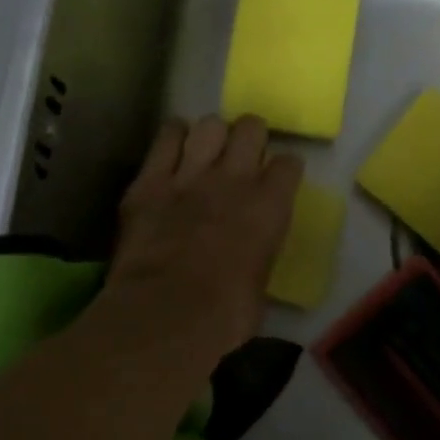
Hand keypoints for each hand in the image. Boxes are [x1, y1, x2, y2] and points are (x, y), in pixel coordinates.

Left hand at [101, 115, 302, 359]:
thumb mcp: (260, 283)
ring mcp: (190, 175)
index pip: (289, 164)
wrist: (167, 314)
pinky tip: (172, 147)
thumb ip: (259, 252)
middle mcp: (235, 179)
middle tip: (242, 154)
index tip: (278, 179)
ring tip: (205, 150)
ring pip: (209, 125)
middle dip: (250, 137)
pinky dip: (172, 138)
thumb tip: (249, 254)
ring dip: (211, 135)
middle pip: (251, 128)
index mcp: (270, 206)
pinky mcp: (150, 181)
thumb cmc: (226, 314)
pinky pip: (165, 138)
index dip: (284, 169)